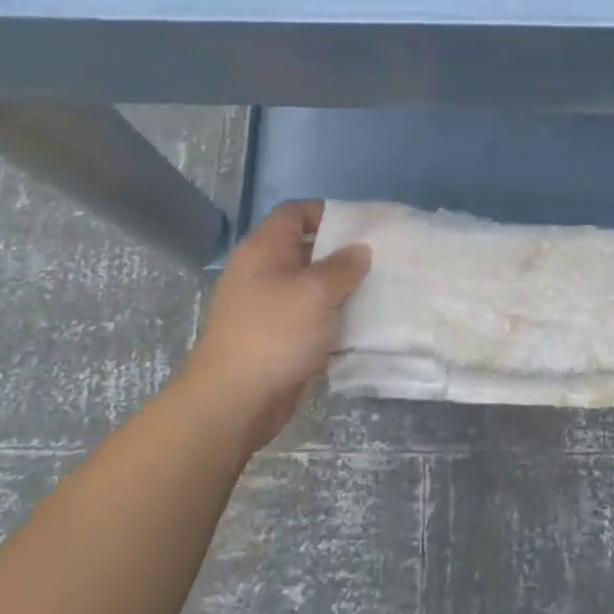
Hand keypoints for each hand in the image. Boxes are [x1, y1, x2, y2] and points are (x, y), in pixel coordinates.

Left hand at [178, 202, 371, 453]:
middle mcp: (261, 273)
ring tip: (377, 291)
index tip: (361, 226)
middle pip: (304, 250)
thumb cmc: (276, 333)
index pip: (294, 213)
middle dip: (340, 254)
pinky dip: (330, 320)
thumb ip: (343, 266)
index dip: (325, 213)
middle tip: (378, 260)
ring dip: (339, 291)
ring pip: (309, 288)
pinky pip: (308, 319)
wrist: (235, 400)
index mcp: (264, 250)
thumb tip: (359, 250)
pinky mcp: (274, 338)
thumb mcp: (316, 292)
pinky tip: (359, 326)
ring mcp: (265, 307)